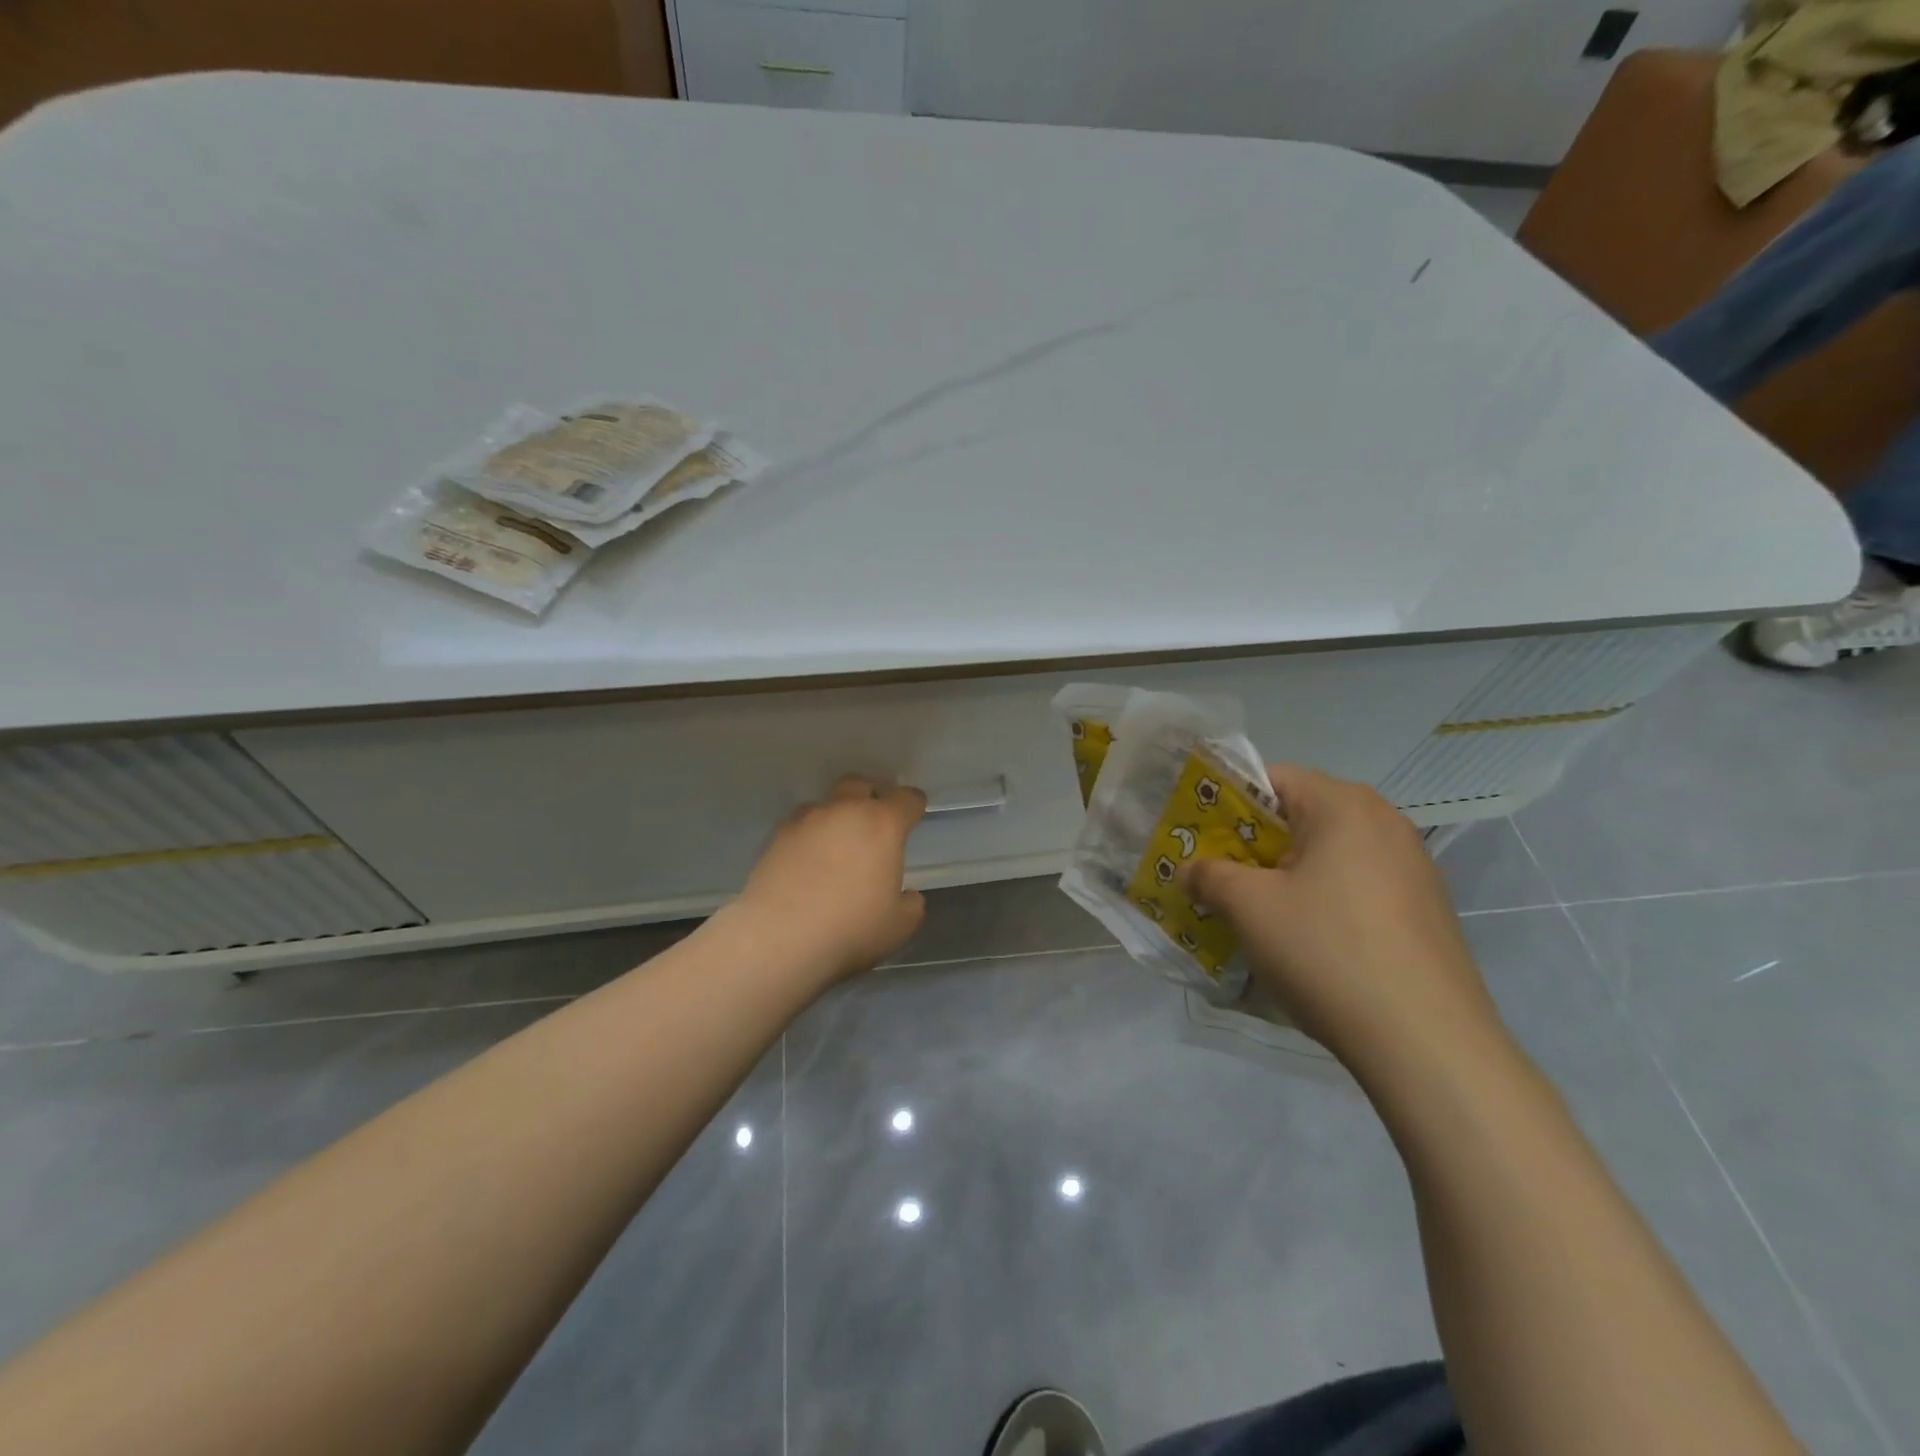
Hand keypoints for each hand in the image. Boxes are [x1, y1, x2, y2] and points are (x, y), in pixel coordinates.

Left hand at [733, 776, 927, 983]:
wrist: (779, 938)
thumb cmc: (851, 928)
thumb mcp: (899, 926)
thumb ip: (910, 904)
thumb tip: (907, 895)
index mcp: (882, 825)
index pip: (907, 799)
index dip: (914, 805)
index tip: (915, 813)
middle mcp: (844, 811)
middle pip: (860, 784)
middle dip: (871, 795)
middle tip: (876, 818)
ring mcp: (806, 821)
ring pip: (825, 803)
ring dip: (836, 815)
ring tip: (837, 842)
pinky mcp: (775, 838)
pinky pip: (799, 826)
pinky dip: (808, 836)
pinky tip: (807, 861)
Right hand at [1180, 765, 1508, 1079]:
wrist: (1427, 1043)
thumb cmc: (1327, 951)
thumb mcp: (1249, 908)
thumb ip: (1209, 876)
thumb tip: (1190, 870)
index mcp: (1343, 804)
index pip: (1271, 778)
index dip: (1225, 803)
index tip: (1198, 838)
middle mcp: (1384, 822)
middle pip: (1300, 816)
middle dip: (1252, 844)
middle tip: (1216, 878)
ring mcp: (1412, 867)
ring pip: (1327, 855)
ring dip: (1284, 876)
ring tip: (1254, 914)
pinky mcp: (1425, 910)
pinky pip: (1356, 887)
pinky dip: (1321, 900)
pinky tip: (1305, 943)